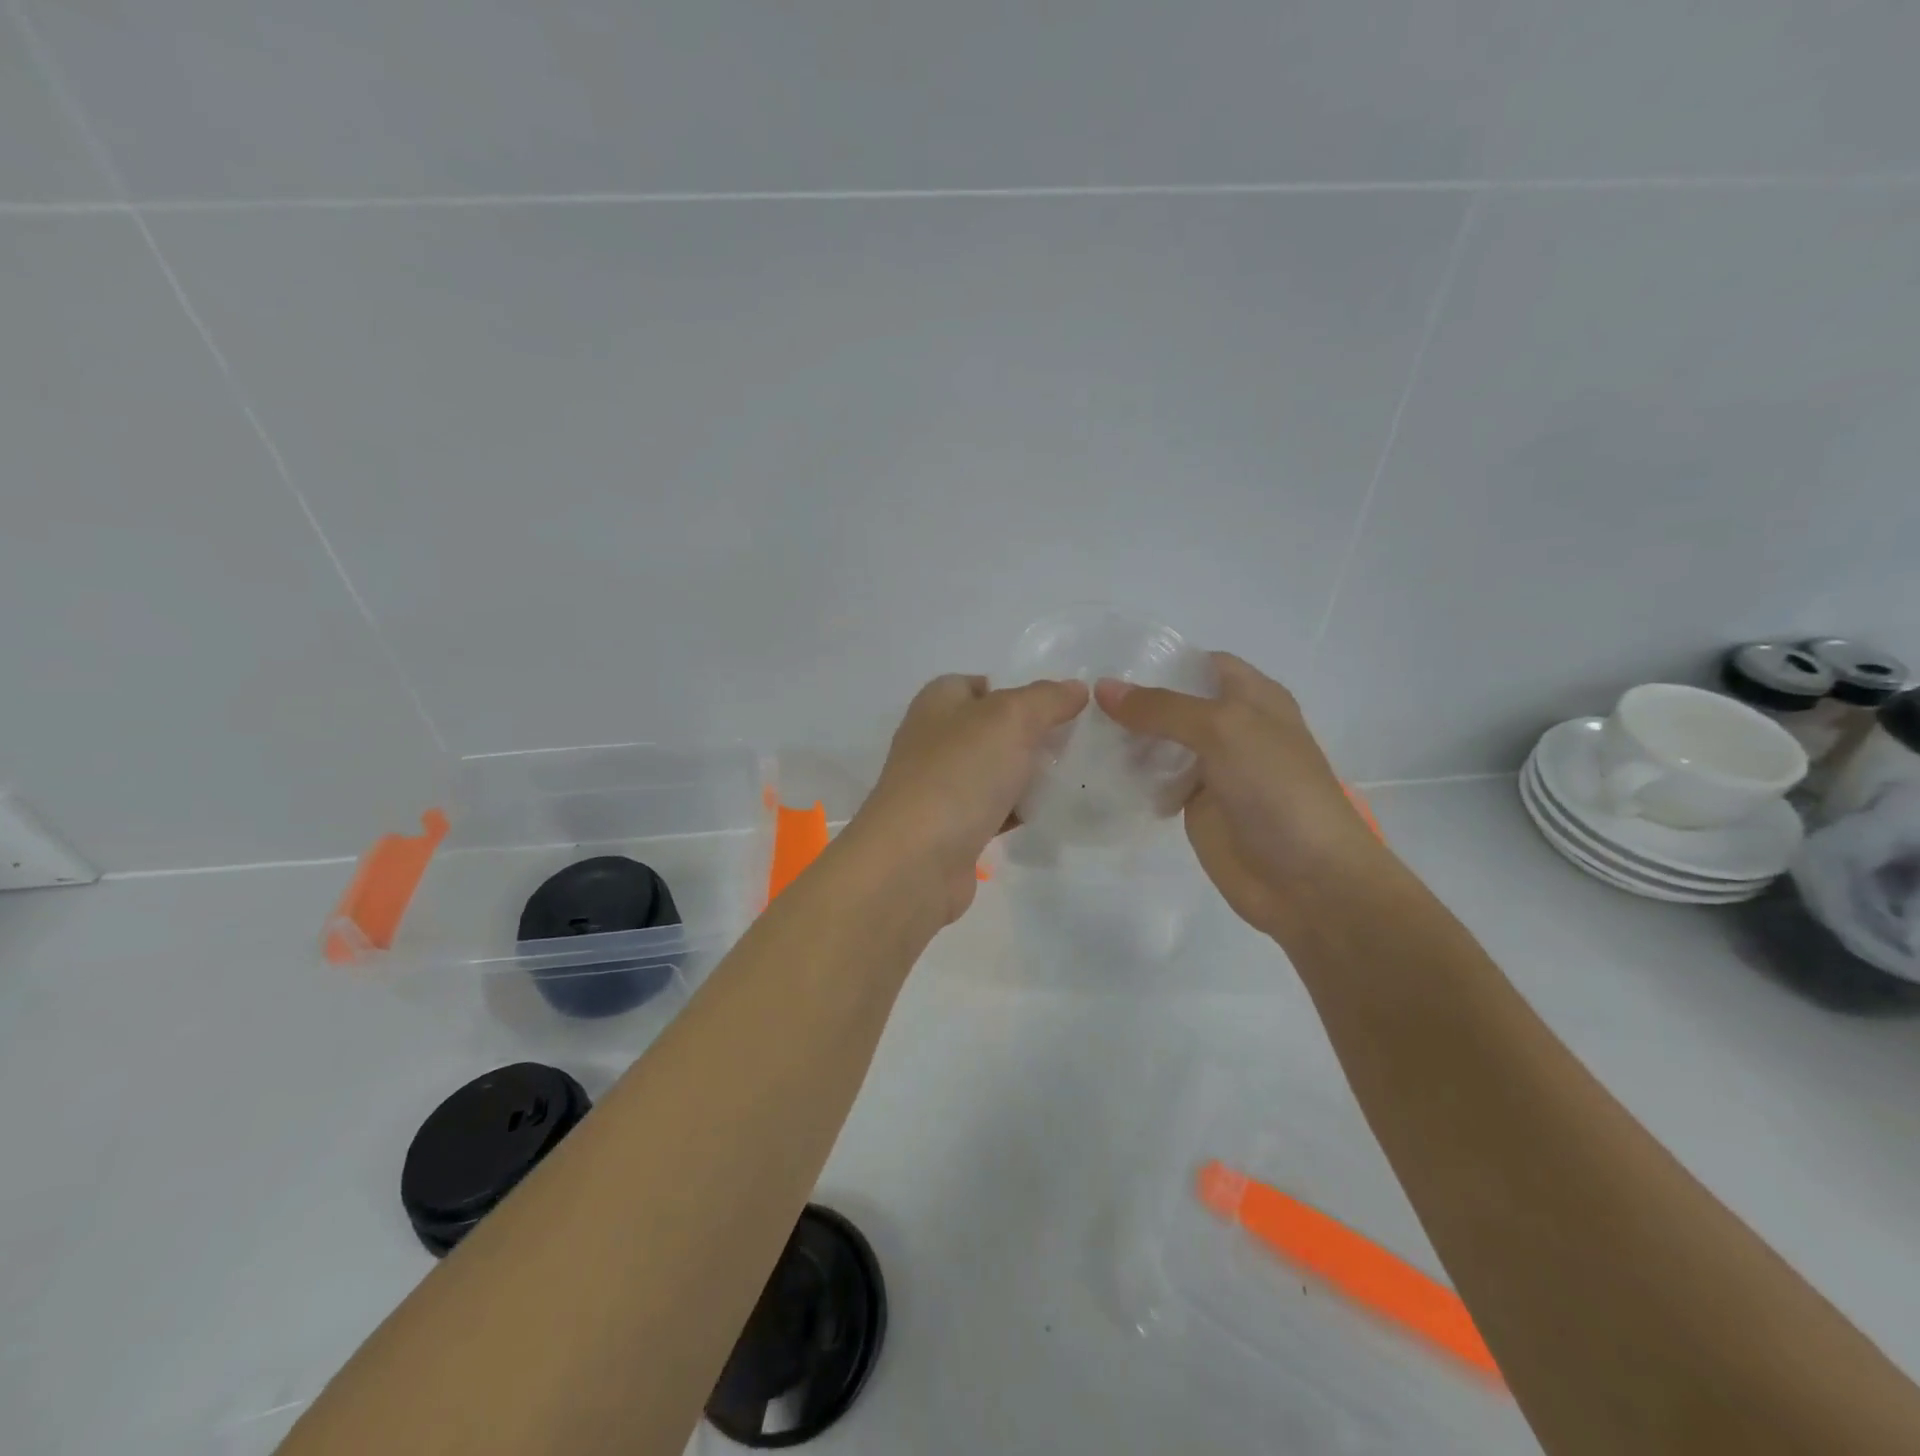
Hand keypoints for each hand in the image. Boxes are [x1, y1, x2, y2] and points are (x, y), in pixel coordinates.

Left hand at [845, 674, 1090, 923]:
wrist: (916, 861)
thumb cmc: (959, 774)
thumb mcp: (1010, 719)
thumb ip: (1046, 698)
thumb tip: (1074, 688)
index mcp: (938, 703)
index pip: (981, 684)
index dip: (1019, 689)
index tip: (1061, 706)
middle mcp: (935, 740)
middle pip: (992, 729)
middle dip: (1033, 735)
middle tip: (1077, 743)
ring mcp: (941, 786)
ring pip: (996, 771)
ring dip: (1030, 775)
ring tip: (1075, 777)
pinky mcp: (952, 828)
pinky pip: (994, 810)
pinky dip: (1019, 811)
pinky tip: (1051, 814)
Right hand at [1095, 654, 1386, 936]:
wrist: (1307, 879)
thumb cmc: (1276, 789)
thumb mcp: (1223, 730)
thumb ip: (1162, 708)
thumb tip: (1103, 688)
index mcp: (1252, 697)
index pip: (1199, 664)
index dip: (1159, 662)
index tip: (1106, 665)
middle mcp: (1232, 728)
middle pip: (1174, 704)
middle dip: (1133, 702)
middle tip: (1079, 702)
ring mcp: (1213, 769)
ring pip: (1161, 743)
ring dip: (1127, 739)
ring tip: (1078, 732)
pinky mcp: (1196, 806)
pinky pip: (1157, 782)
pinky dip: (1131, 777)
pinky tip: (1097, 771)